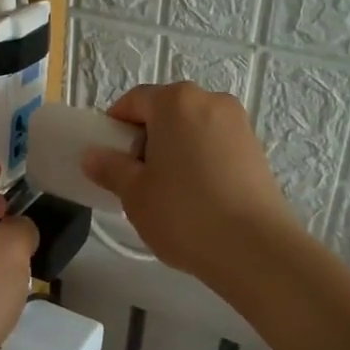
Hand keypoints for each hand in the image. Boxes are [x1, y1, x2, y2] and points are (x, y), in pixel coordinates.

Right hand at [80, 82, 297, 279]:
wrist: (255, 249)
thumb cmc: (184, 213)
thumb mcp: (135, 193)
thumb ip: (110, 167)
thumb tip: (92, 155)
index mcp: (176, 101)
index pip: (134, 101)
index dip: (115, 126)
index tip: (108, 158)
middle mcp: (211, 100)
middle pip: (166, 111)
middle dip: (147, 138)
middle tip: (136, 177)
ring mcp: (239, 124)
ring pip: (193, 128)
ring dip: (175, 149)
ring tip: (168, 191)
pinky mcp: (256, 150)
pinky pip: (215, 145)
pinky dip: (200, 160)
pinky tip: (197, 197)